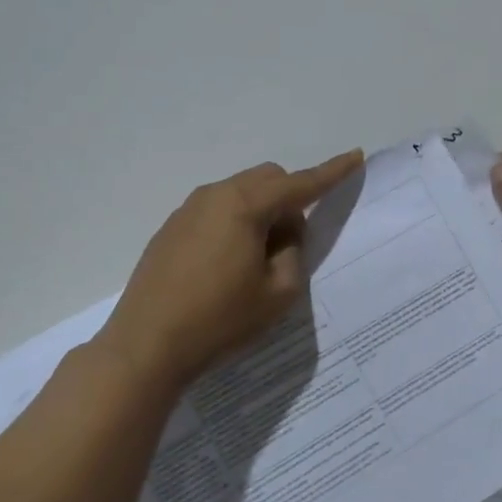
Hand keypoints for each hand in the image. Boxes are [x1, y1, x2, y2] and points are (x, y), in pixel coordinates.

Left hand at [100, 149, 363, 390]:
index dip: (331, 172)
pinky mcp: (170, 229)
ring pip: (240, 193)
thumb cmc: (220, 319)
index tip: (355, 156)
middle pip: (267, 179)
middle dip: (290, 198)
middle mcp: (215, 196)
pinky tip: (225, 266)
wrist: (146, 345)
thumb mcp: (278, 293)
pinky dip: (235, 223)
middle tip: (291, 244)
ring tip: (256, 261)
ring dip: (261, 212)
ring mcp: (187, 210)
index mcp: (245, 206)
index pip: (300, 183)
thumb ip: (293, 252)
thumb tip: (284, 232)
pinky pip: (216, 211)